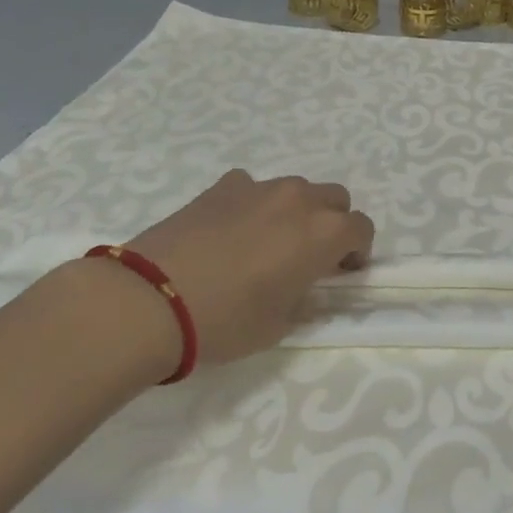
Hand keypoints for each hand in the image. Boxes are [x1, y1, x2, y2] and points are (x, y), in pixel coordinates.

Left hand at [123, 169, 374, 368]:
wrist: (151, 299)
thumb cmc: (225, 321)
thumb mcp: (278, 325)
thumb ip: (302, 299)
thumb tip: (302, 287)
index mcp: (323, 234)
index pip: (362, 228)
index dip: (357, 251)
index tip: (340, 272)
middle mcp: (299, 200)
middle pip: (335, 198)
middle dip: (332, 223)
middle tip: (310, 255)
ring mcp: (259, 187)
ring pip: (295, 189)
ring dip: (294, 211)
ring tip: (267, 242)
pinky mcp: (222, 186)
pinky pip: (252, 188)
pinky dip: (253, 204)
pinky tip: (230, 231)